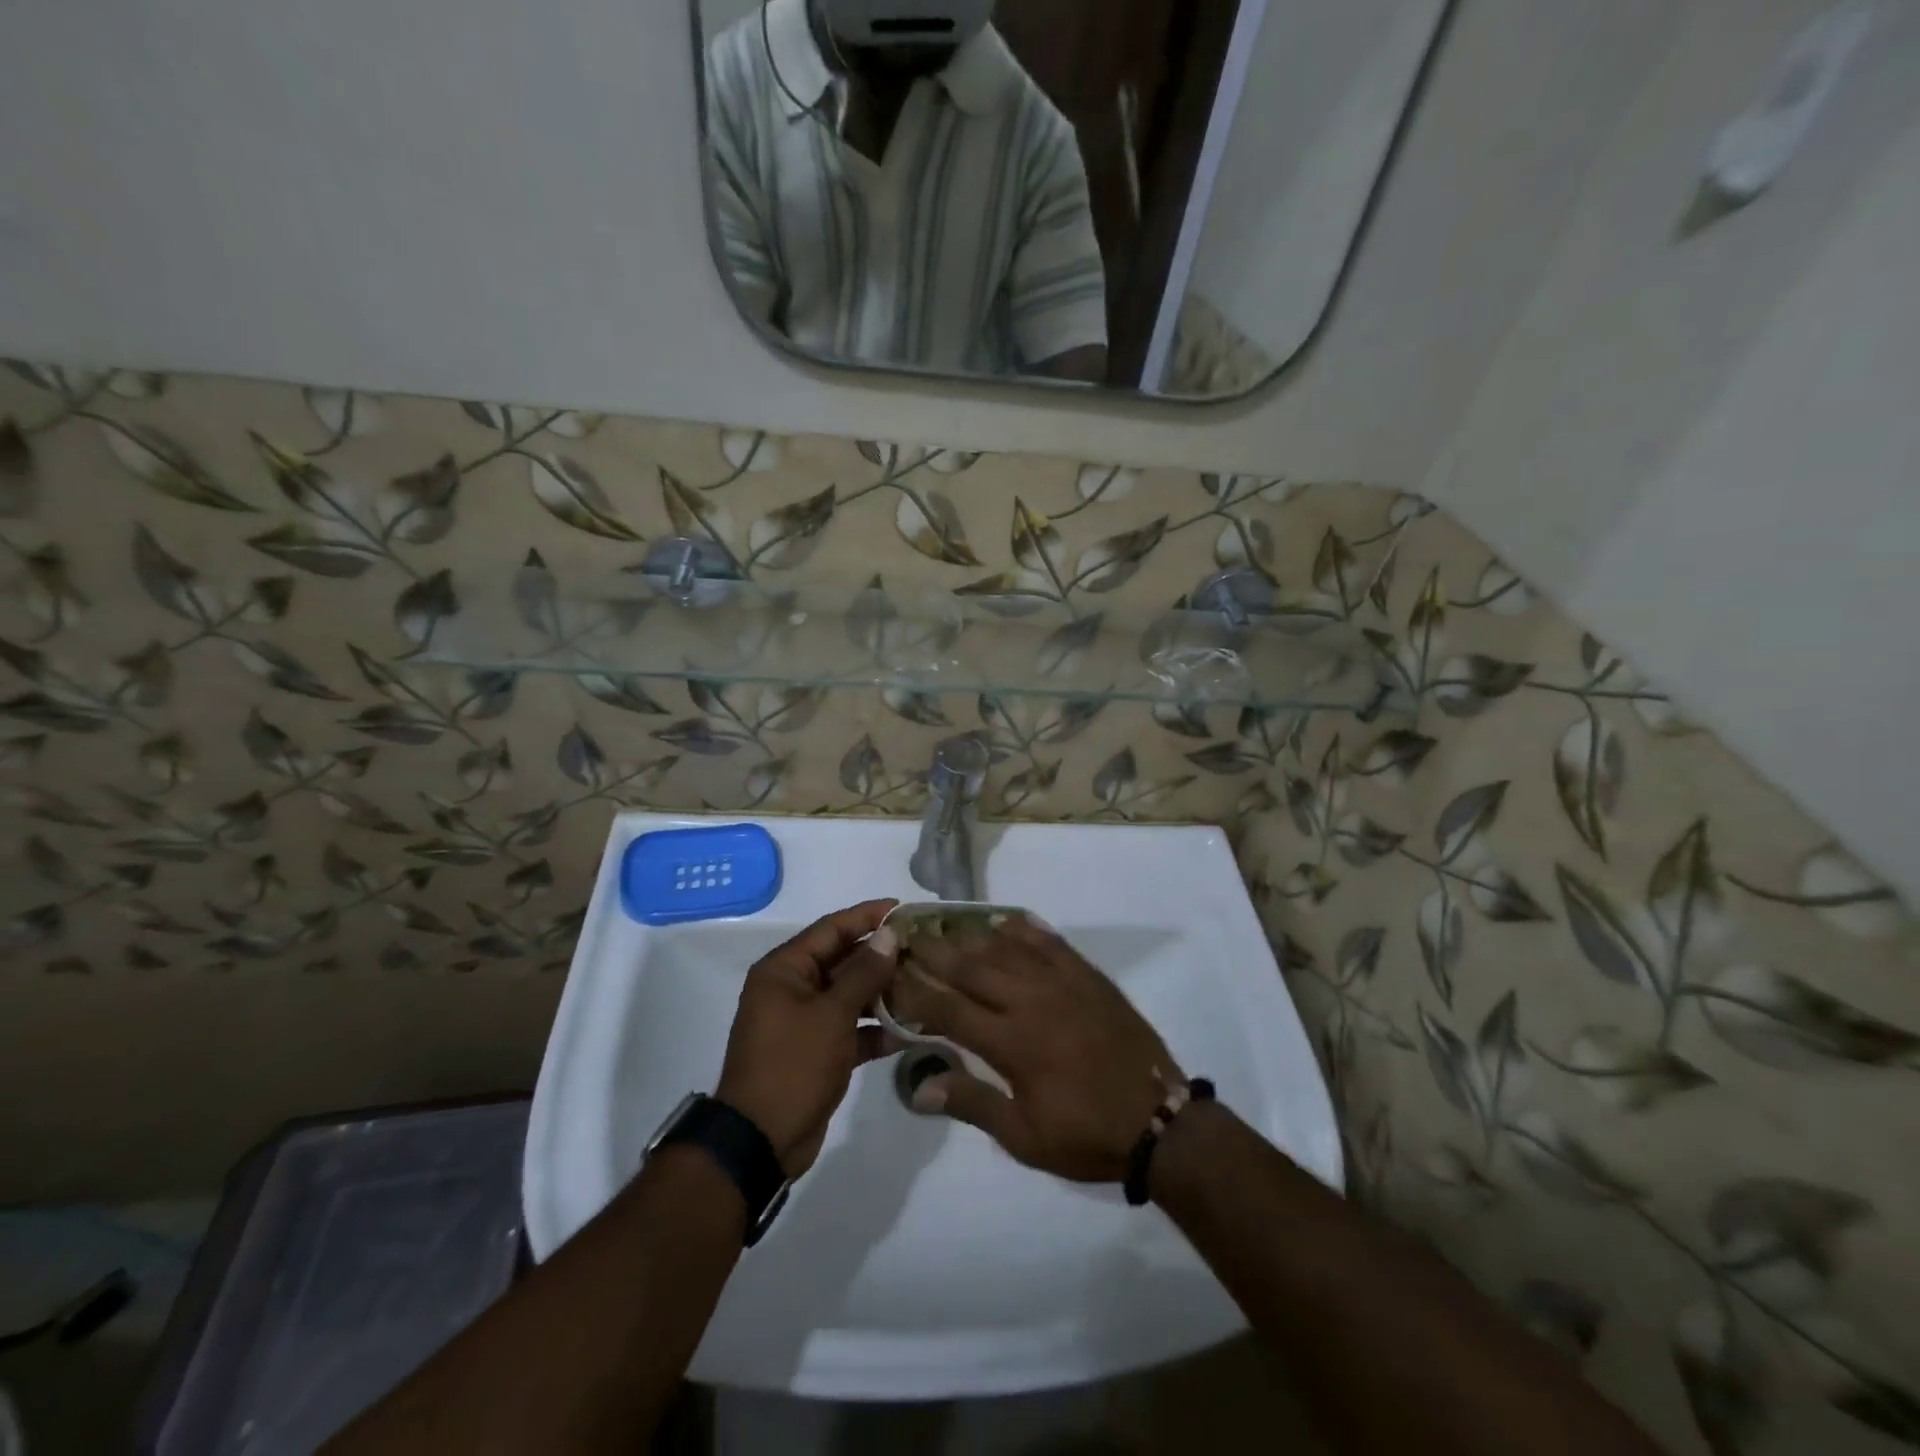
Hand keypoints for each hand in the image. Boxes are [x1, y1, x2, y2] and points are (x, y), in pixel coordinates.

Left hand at [715, 899, 901, 1176]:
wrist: (761, 1142)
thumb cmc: (792, 1065)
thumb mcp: (831, 1015)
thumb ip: (863, 973)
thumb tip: (889, 935)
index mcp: (785, 969)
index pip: (831, 928)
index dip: (867, 916)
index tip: (904, 908)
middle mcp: (793, 988)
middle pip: (843, 960)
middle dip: (882, 956)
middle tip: (925, 949)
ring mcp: (805, 1021)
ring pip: (850, 995)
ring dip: (883, 993)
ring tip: (926, 985)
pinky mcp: (818, 1051)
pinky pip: (851, 1028)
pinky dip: (876, 1029)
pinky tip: (911, 1031)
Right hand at [907, 917, 1181, 1183]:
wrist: (1160, 1121)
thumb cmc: (1087, 1134)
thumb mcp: (1025, 1136)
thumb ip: (972, 1105)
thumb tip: (919, 1087)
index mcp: (1012, 1043)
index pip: (948, 1008)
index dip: (915, 990)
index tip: (890, 975)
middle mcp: (1031, 1001)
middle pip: (971, 967)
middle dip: (934, 951)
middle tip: (907, 936)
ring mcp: (1062, 982)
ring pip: (1005, 948)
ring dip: (971, 935)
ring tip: (944, 924)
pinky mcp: (1087, 975)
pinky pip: (1048, 941)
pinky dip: (1022, 929)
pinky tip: (1003, 921)